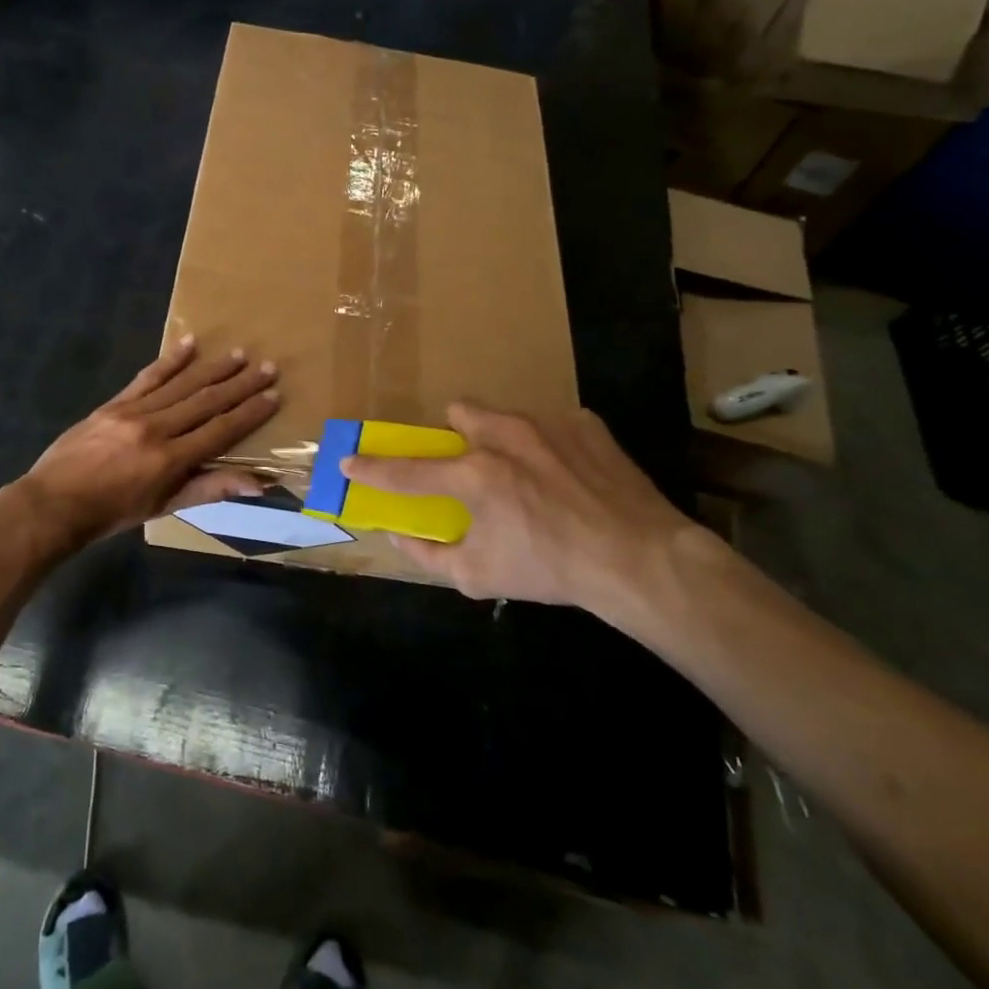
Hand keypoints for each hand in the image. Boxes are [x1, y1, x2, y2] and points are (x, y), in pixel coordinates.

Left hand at [16, 336, 279, 549]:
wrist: (54, 503)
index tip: (274, 396)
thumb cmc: (112, 513)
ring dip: (213, 368)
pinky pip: (147, 377)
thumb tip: (257, 484)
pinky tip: (189, 343)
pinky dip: (170, 360)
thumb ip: (209, 489)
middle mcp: (156, 429)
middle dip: (240, 384)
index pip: (221, 430)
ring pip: (181, 384)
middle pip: (206, 401)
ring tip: (239, 354)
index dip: (250, 413)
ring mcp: (133, 412)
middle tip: (268, 367)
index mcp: (170, 459)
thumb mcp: (163, 507)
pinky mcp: (114, 403)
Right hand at [342, 403, 717, 635]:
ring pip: (504, 415)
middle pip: (459, 412)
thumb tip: (396, 535)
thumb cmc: (551, 570)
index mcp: (475, 475)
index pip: (408, 470)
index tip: (349, 461)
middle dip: (456, 435)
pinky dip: (548, 447)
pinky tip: (568, 477)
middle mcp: (505, 437)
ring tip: (527, 474)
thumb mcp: (479, 576)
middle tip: (472, 468)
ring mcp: (548, 424)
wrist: (639, 559)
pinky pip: (551, 425)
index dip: (373, 469)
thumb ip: (428, 554)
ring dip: (501, 438)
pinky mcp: (586, 424)